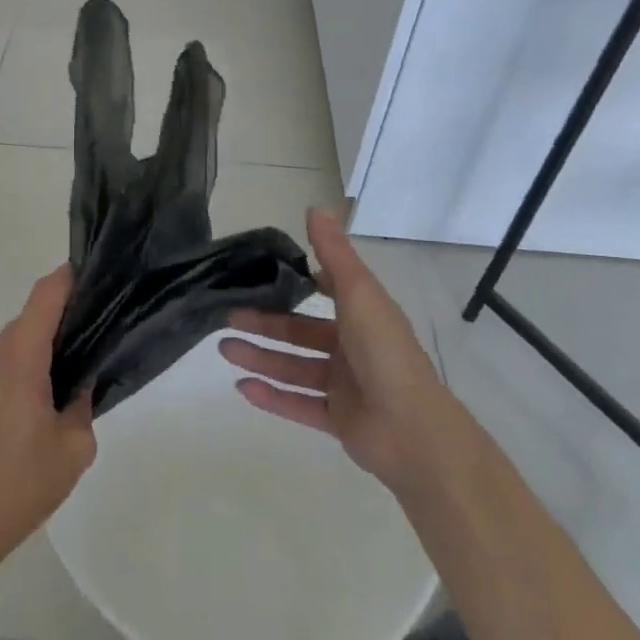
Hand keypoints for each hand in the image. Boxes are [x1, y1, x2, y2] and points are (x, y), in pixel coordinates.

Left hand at [0, 267, 94, 565]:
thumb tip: (80, 378)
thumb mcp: (75, 446)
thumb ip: (83, 400)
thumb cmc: (23, 484)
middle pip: (31, 318)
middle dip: (61, 322)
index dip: (69, 278)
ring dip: (37, 349)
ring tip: (61, 382)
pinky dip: (16, 367)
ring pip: (13, 341)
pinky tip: (28, 406)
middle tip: (92, 342)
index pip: (46, 294)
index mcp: (20, 357)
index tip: (94, 278)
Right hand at [221, 207, 442, 492]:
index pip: (329, 290)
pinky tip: (241, 387)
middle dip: (265, 324)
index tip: (262, 273)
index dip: (300, 281)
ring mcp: (345, 385)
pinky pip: (297, 404)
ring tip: (224, 349)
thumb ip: (335, 254)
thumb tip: (315, 207)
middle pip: (301, 331)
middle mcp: (353, 347)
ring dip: (260, 358)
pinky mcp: (337, 419)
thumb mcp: (359, 294)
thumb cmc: (385, 353)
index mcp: (363, 315)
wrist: (414, 432)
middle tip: (228, 316)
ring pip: (294, 367)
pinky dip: (271, 396)